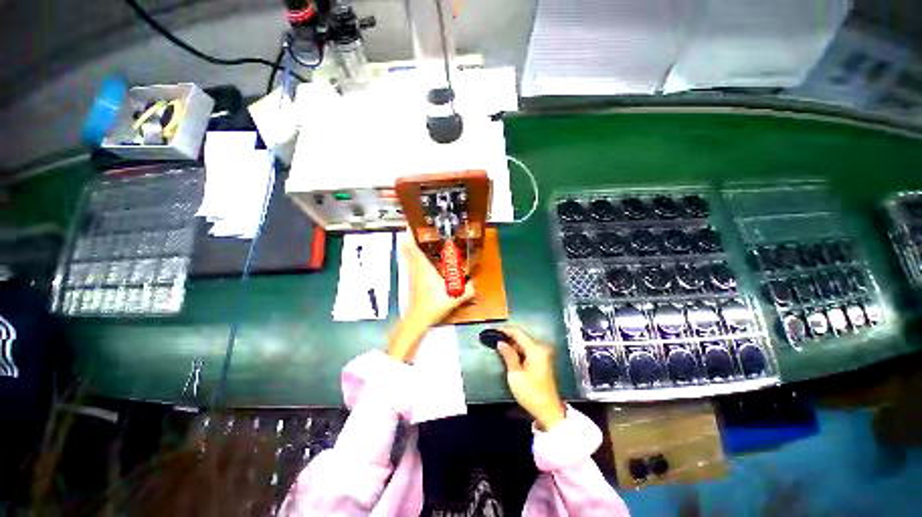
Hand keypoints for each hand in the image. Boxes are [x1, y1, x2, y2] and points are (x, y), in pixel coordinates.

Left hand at [403, 236, 474, 327]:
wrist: (419, 319)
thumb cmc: (433, 304)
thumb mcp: (455, 296)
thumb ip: (468, 289)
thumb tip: (476, 284)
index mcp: (423, 266)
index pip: (411, 245)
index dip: (410, 232)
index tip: (414, 223)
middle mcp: (415, 267)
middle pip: (408, 247)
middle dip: (414, 235)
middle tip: (424, 228)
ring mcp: (413, 273)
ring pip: (410, 254)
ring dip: (415, 245)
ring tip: (426, 238)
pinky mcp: (414, 279)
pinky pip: (413, 262)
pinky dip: (418, 256)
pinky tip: (428, 257)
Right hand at [495, 327, 565, 430]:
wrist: (548, 411)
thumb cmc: (531, 393)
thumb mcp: (515, 374)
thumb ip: (508, 355)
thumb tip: (501, 343)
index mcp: (536, 349)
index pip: (518, 332)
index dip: (504, 330)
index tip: (493, 330)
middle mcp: (541, 348)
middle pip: (522, 336)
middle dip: (507, 336)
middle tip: (493, 337)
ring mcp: (543, 354)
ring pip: (524, 343)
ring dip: (512, 343)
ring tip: (498, 343)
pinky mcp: (542, 361)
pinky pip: (527, 349)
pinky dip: (518, 349)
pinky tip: (508, 352)